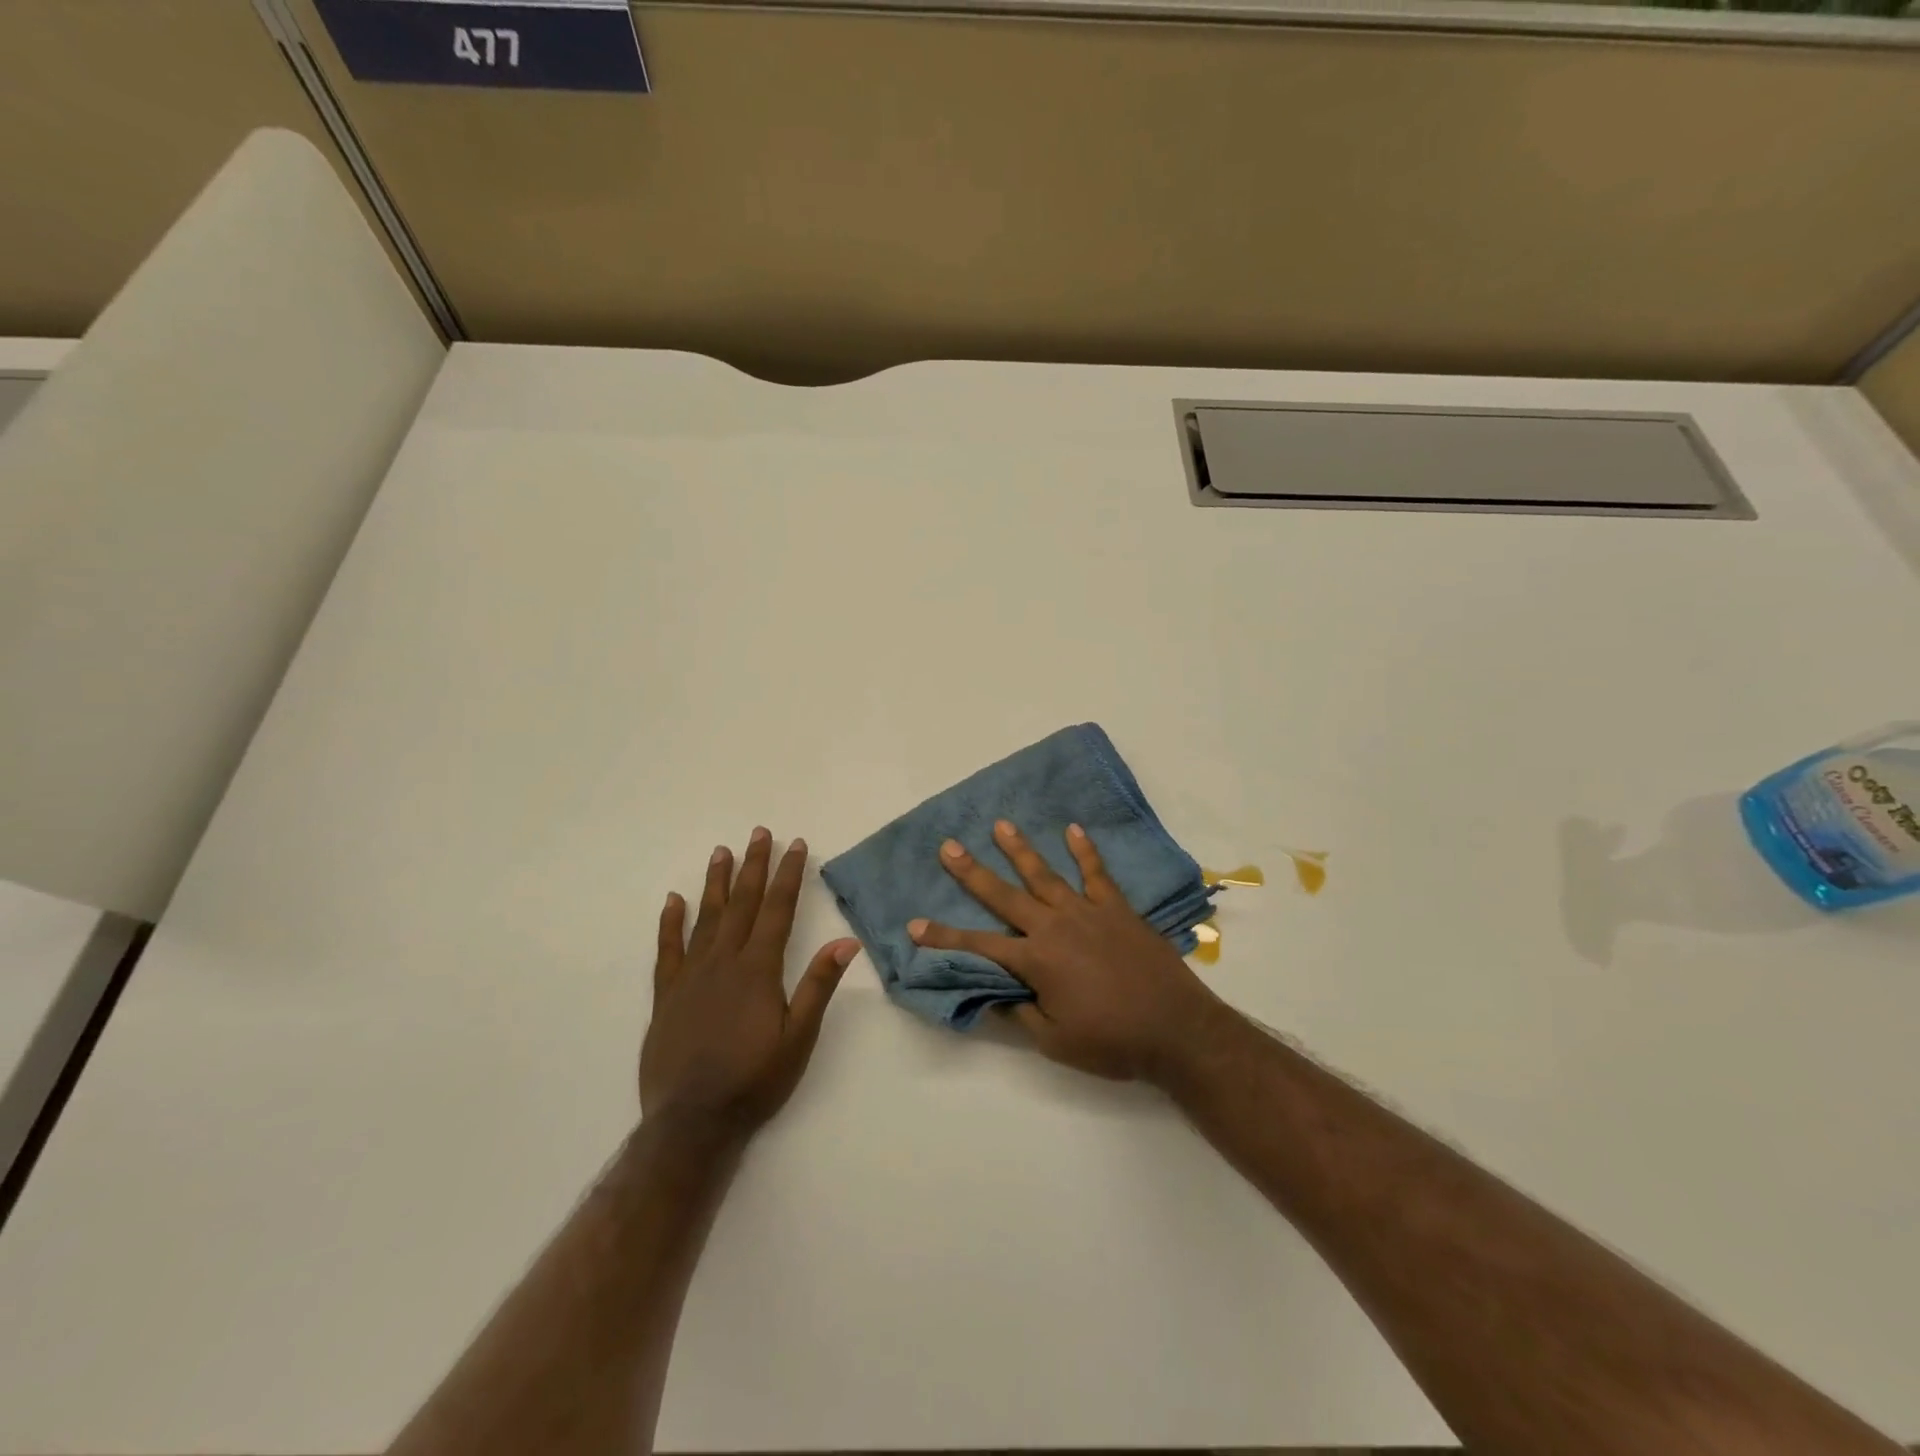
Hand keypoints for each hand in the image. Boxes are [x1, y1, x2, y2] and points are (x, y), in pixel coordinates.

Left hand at [642, 828, 859, 1137]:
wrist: (692, 1121)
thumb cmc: (754, 1080)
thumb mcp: (799, 1038)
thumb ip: (819, 986)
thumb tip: (845, 941)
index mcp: (758, 969)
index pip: (777, 910)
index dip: (787, 875)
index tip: (795, 845)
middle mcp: (723, 962)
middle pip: (741, 903)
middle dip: (753, 866)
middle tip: (759, 833)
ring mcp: (690, 976)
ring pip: (705, 917)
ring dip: (716, 882)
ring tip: (722, 851)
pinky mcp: (666, 995)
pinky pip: (667, 949)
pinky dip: (671, 922)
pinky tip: (673, 900)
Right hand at [908, 819, 1230, 1083]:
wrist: (1175, 1029)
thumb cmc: (1112, 1041)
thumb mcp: (1056, 1041)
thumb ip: (1021, 1013)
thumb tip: (994, 993)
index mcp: (1036, 961)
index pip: (978, 946)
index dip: (944, 937)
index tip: (914, 924)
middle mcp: (1054, 927)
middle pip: (1004, 895)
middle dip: (972, 872)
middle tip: (949, 847)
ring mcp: (1087, 912)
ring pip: (1045, 874)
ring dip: (1021, 850)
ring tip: (1001, 825)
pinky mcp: (1117, 908)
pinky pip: (1097, 873)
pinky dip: (1085, 851)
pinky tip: (1074, 829)